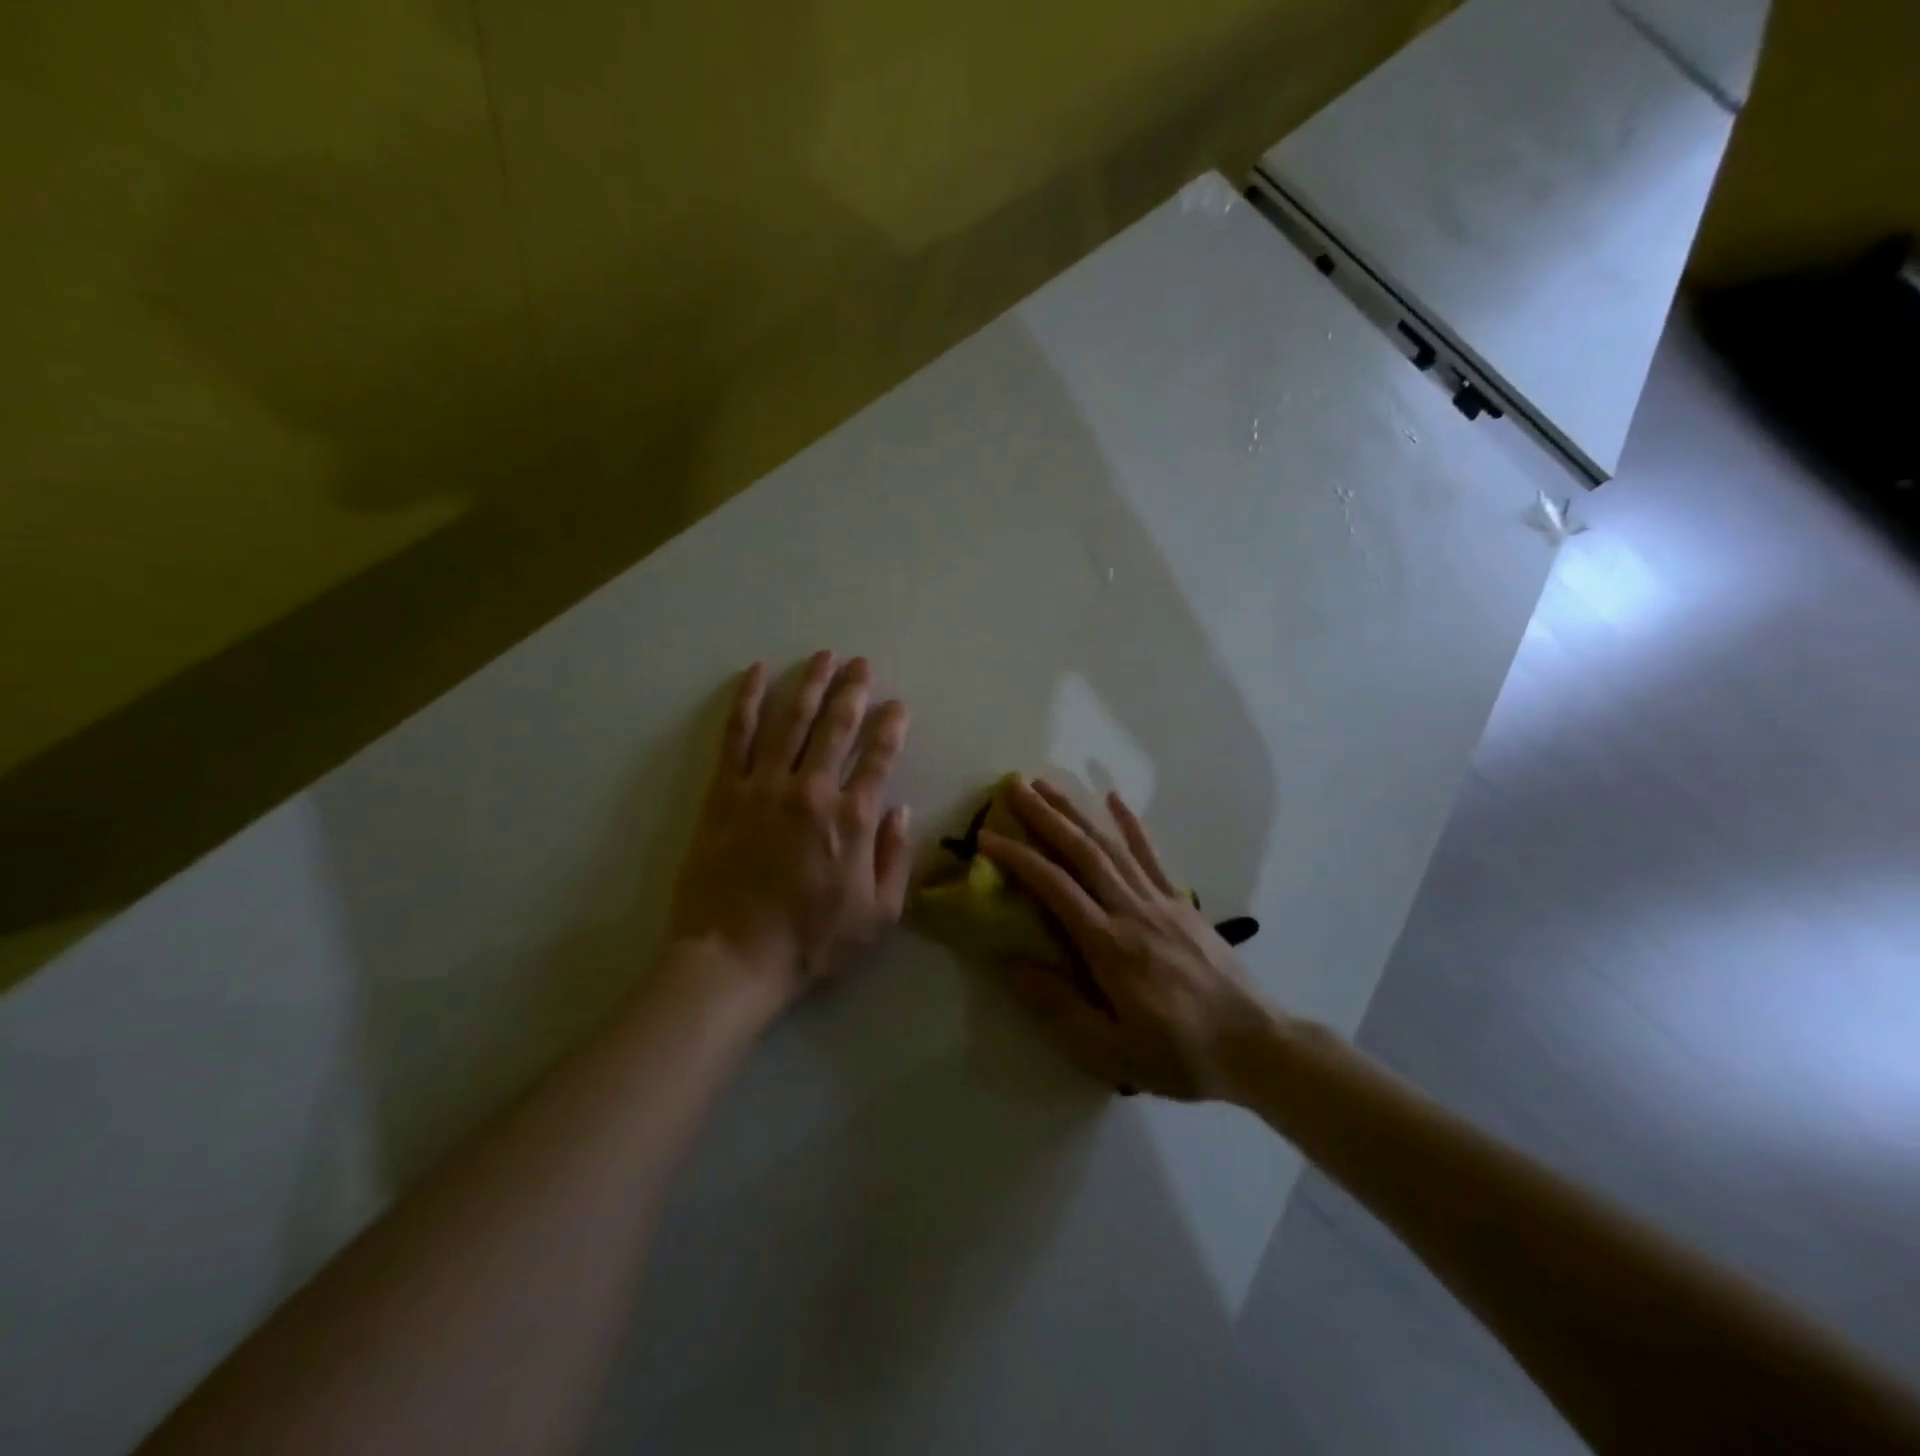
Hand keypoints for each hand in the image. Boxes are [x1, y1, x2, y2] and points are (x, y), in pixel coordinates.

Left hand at [666, 652, 912, 1011]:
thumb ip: (895, 858)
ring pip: (790, 719)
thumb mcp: (878, 915)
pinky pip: (736, 735)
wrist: (734, 960)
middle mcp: (812, 790)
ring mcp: (764, 786)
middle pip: (837, 726)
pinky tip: (757, 673)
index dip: (891, 726)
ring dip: (809, 683)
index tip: (898, 705)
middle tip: (861, 664)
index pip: (879, 756)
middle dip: (853, 690)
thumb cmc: (812, 943)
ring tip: (823, 656)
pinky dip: (747, 700)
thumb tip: (901, 810)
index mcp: (852, 818)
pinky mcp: (724, 792)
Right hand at [977, 779, 1279, 1101]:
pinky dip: (1131, 824)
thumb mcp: (1110, 1049)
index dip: (1018, 858)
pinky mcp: (1182, 902)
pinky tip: (1114, 799)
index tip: (986, 838)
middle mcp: (1132, 910)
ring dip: (1078, 811)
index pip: (1054, 888)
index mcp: (1108, 945)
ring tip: (1048, 785)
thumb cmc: (1178, 1053)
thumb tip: (1009, 962)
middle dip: (1045, 817)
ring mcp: (1160, 901)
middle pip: (1082, 852)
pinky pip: (1152, 855)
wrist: (1257, 1045)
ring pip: (1111, 845)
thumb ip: (1057, 1005)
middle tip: (1014, 787)